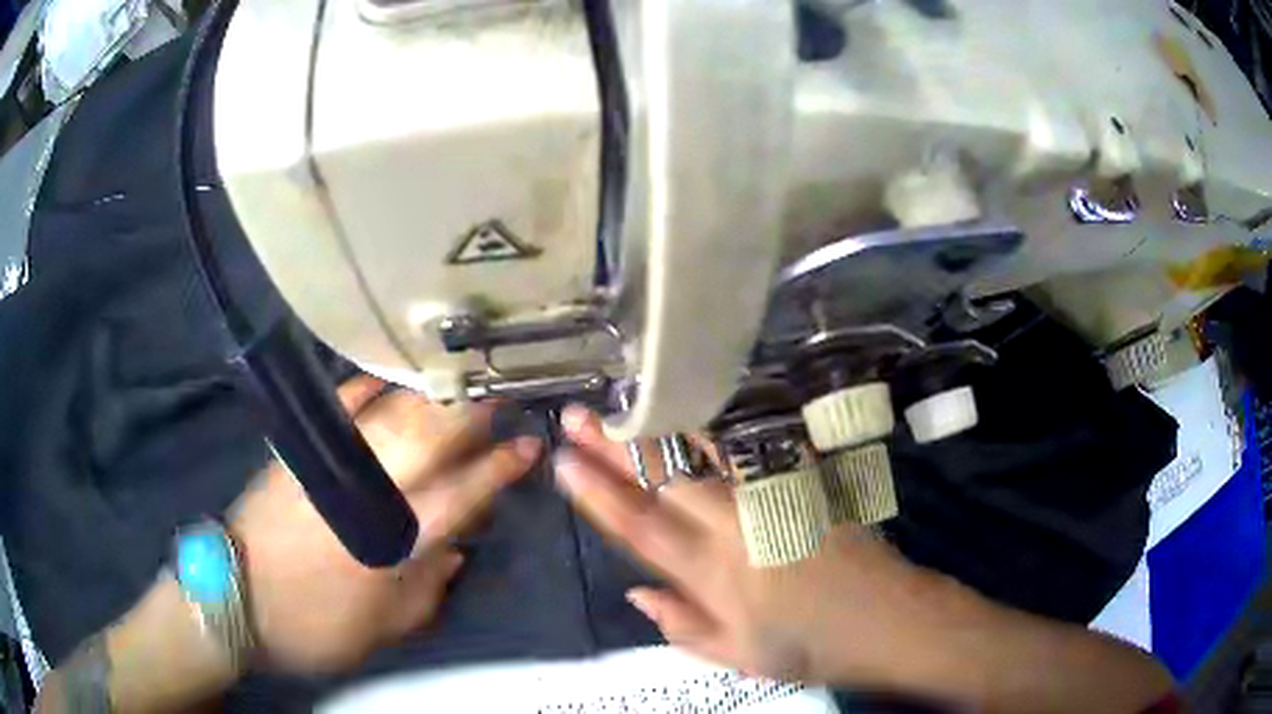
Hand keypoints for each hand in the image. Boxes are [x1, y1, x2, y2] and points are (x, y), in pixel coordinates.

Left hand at [230, 376, 540, 673]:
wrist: (238, 598)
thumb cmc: (316, 623)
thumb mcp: (385, 627)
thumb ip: (428, 588)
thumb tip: (457, 548)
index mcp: (394, 543)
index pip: (461, 494)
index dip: (498, 468)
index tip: (528, 445)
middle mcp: (367, 493)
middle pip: (429, 440)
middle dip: (470, 413)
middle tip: (500, 392)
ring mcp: (330, 464)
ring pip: (390, 416)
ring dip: (430, 395)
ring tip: (459, 381)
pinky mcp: (300, 452)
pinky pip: (339, 407)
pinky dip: (367, 388)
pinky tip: (388, 377)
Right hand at [552, 406, 954, 683]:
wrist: (884, 617)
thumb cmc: (807, 647)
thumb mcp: (736, 656)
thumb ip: (681, 625)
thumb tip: (635, 592)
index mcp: (711, 575)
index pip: (640, 527)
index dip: (598, 494)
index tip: (565, 463)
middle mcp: (733, 528)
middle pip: (663, 479)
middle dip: (614, 446)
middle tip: (577, 415)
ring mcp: (769, 499)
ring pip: (702, 454)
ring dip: (658, 427)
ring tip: (624, 401)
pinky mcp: (800, 483)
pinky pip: (750, 448)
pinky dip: (715, 428)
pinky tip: (695, 407)